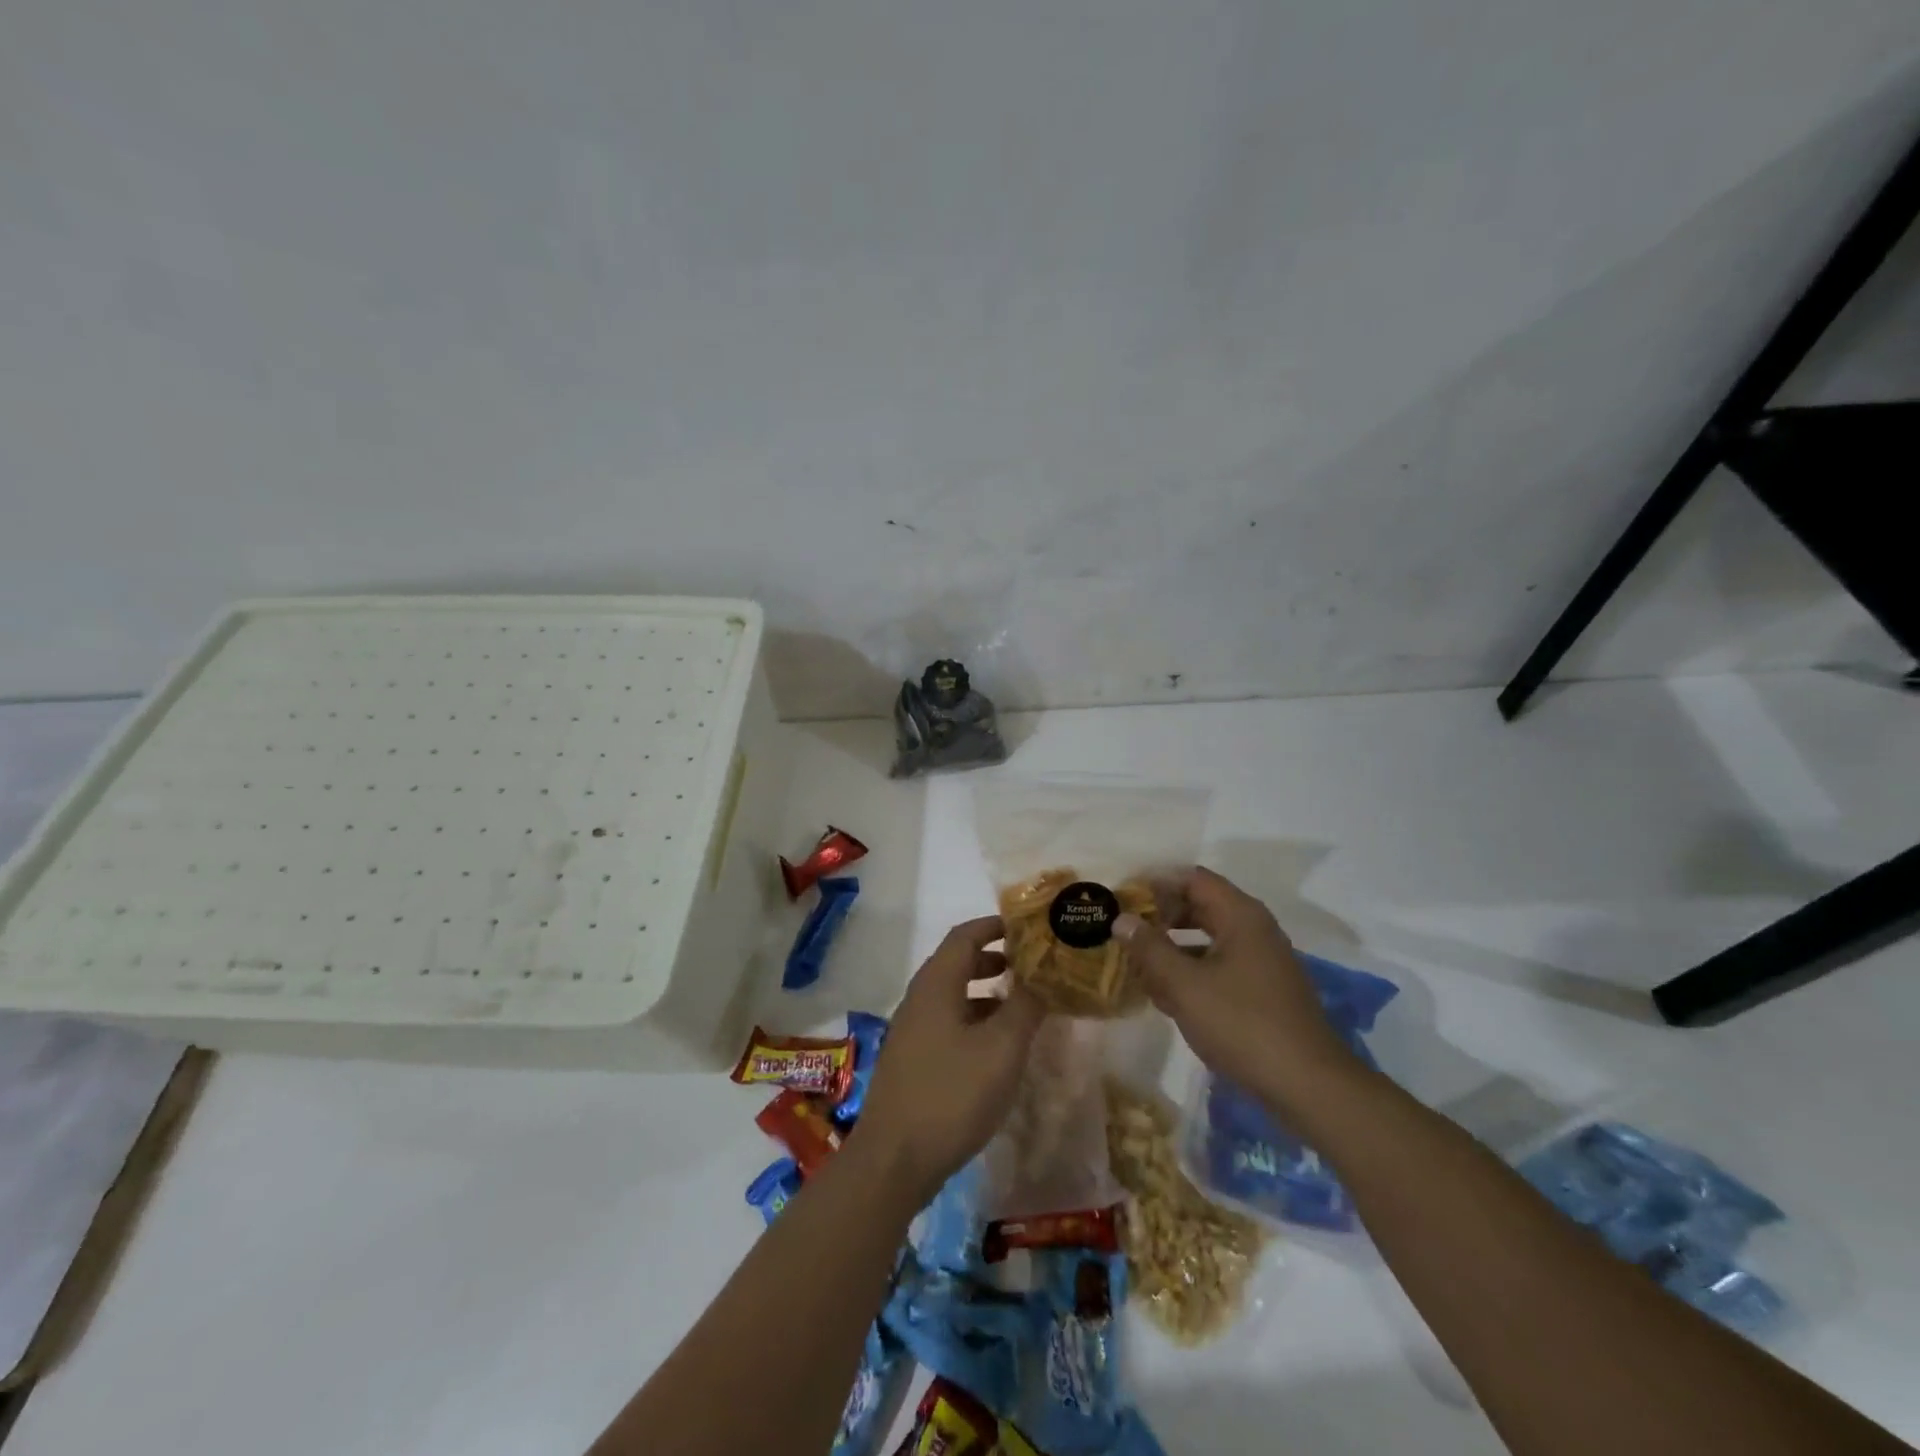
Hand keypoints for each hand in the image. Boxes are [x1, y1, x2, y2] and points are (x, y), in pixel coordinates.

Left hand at [853, 917, 1044, 1203]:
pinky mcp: (912, 1060)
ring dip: (986, 992)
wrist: (894, 1159)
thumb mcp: (1002, 1048)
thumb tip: (1043, 976)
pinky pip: (947, 1022)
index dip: (995, 926)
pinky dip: (974, 1019)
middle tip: (1030, 965)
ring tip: (1021, 1005)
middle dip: (994, 958)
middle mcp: (919, 998)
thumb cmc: (952, 1094)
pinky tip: (996, 1047)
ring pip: (952, 995)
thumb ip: (1025, 1006)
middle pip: (957, 962)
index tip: (1027, 927)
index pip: (965, 935)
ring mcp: (911, 1030)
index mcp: (937, 984)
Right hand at [1117, 867, 1360, 1119]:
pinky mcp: (1264, 990)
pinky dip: (1192, 971)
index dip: (1155, 883)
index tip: (1124, 899)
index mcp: (1240, 915)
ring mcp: (1262, 960)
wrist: (1308, 1085)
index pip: (1192, 878)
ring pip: (1208, 938)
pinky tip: (1168, 996)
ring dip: (1173, 947)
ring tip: (1139, 966)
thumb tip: (1122, 919)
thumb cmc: (1242, 1025)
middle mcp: (1254, 929)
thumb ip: (1149, 948)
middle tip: (1126, 932)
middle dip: (1161, 916)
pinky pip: (1220, 965)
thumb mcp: (1184, 985)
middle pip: (1200, 905)